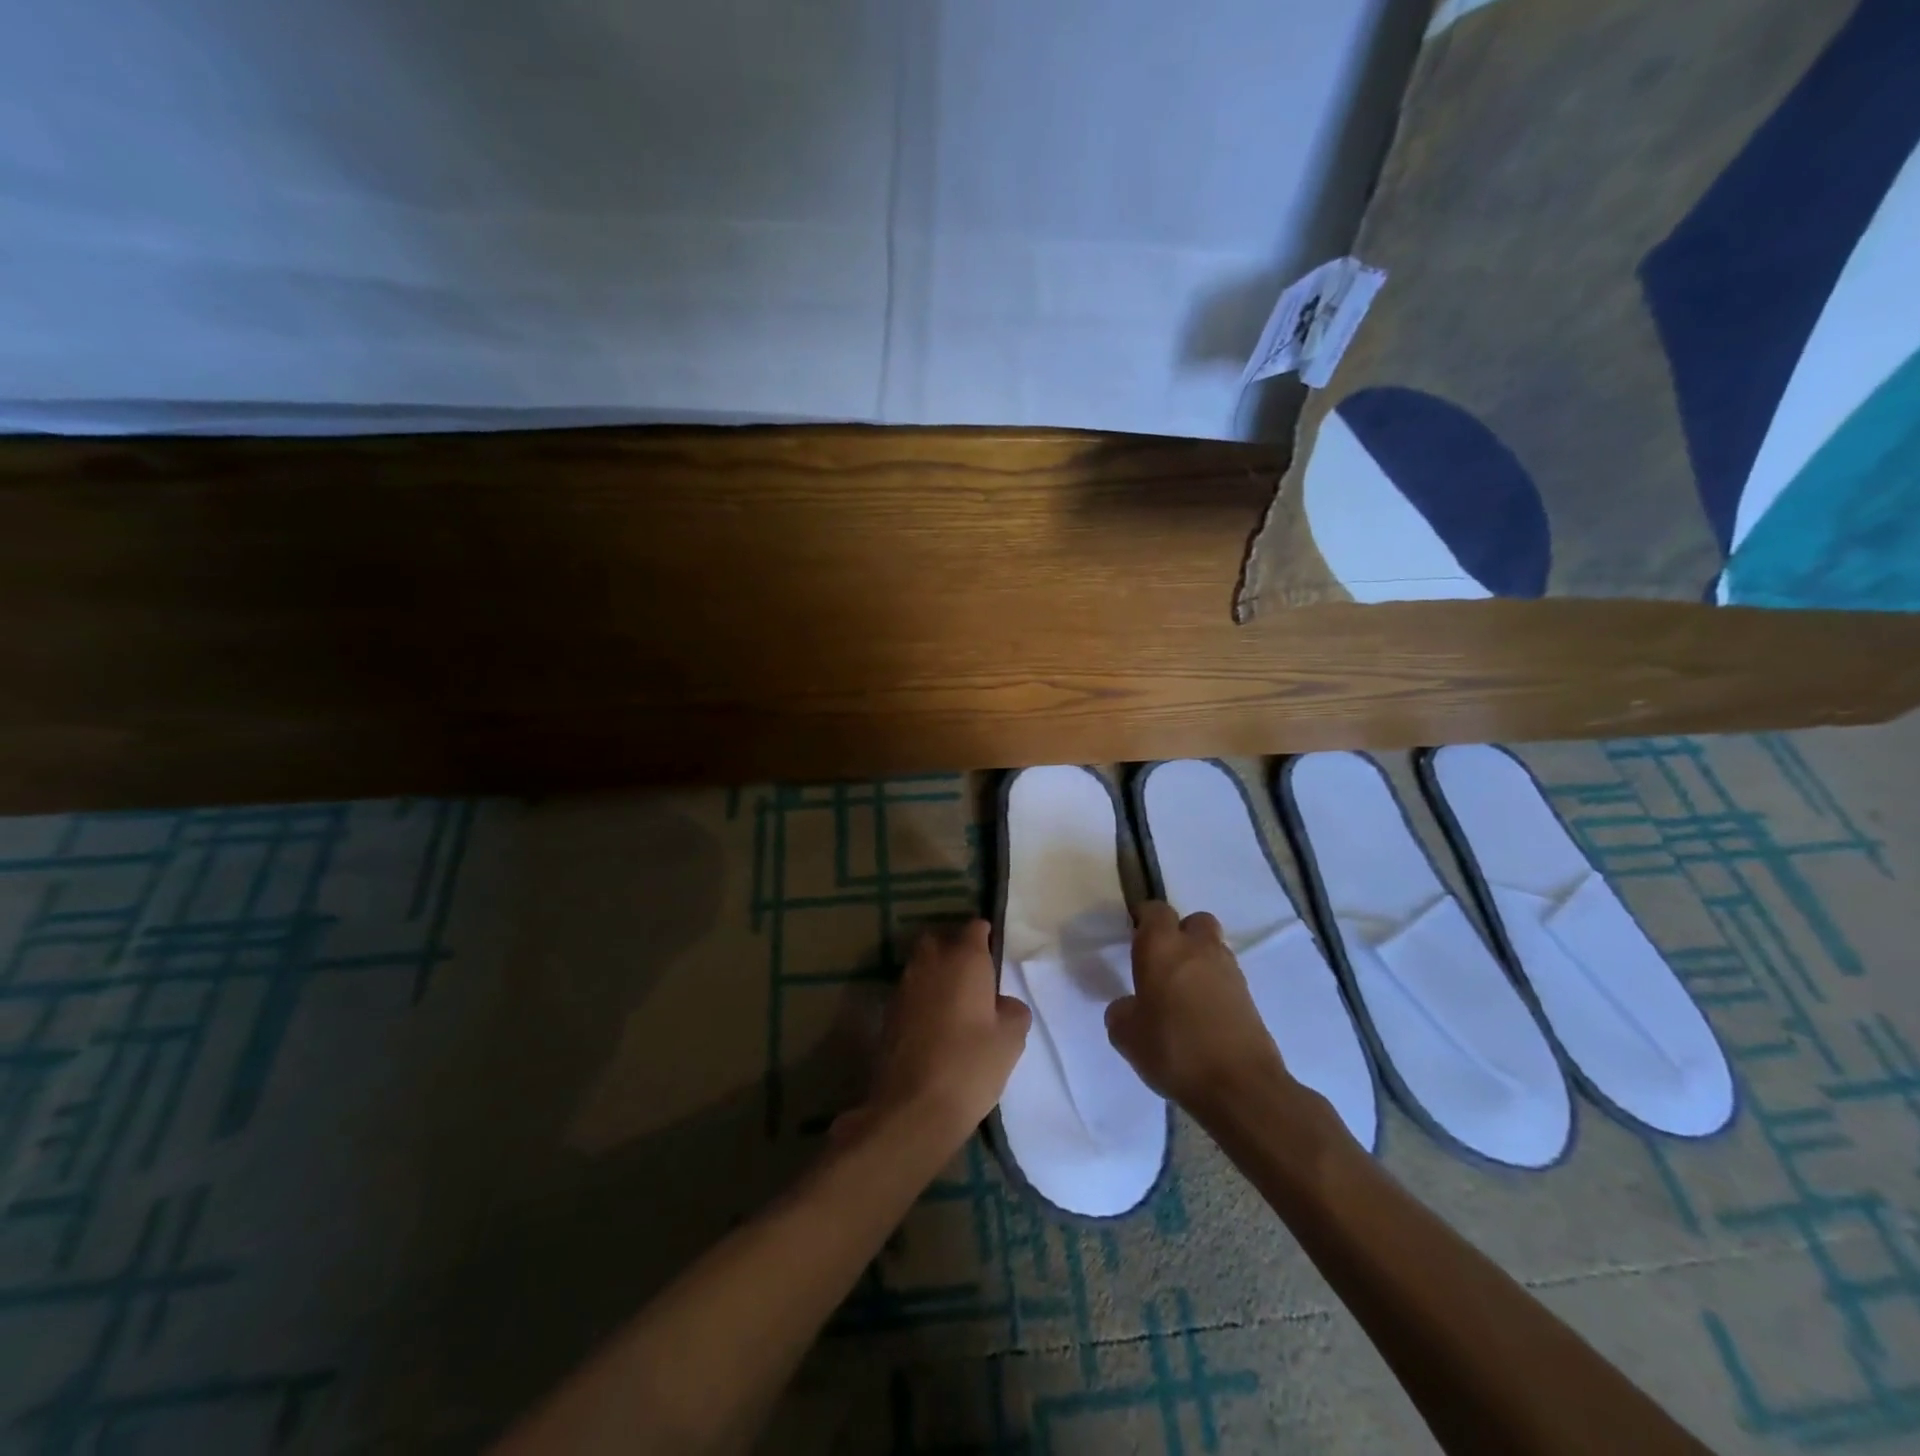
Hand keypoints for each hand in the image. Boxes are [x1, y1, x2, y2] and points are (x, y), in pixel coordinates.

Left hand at [839, 919, 1030, 1147]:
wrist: (913, 1106)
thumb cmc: (970, 1065)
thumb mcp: (1011, 1039)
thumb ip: (1012, 1010)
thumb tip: (1003, 1003)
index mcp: (964, 958)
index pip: (975, 928)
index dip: (986, 936)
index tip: (995, 951)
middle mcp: (930, 961)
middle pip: (940, 939)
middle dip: (954, 948)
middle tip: (973, 974)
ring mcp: (905, 985)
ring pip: (921, 964)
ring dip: (936, 972)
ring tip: (955, 1000)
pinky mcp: (889, 1011)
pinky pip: (911, 990)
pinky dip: (922, 996)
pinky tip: (936, 1022)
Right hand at [1105, 901, 1290, 1109]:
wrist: (1239, 1086)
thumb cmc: (1173, 1049)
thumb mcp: (1126, 1036)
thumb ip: (1122, 1013)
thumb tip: (1129, 1007)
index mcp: (1161, 946)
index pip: (1155, 910)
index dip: (1144, 918)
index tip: (1133, 933)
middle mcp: (1198, 948)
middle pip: (1194, 921)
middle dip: (1180, 933)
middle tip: (1163, 960)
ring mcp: (1229, 971)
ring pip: (1213, 948)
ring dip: (1199, 960)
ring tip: (1182, 993)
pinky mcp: (1249, 997)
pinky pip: (1226, 978)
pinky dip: (1214, 987)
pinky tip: (1202, 1016)